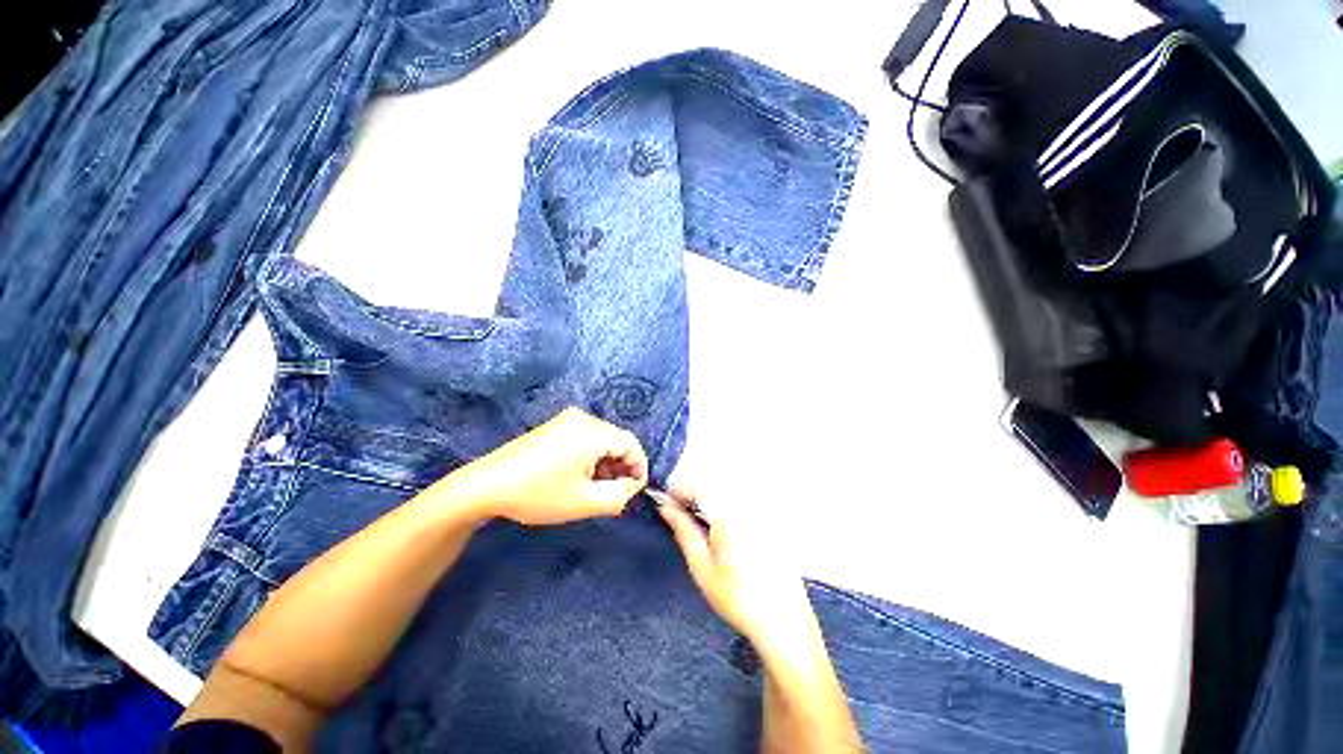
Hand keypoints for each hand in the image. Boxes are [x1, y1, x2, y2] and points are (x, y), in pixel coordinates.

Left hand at [439, 407, 648, 525]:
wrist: (485, 487)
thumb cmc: (538, 494)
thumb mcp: (585, 502)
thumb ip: (620, 496)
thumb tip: (633, 486)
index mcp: (592, 431)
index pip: (631, 444)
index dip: (639, 468)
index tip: (634, 492)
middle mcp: (583, 418)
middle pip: (617, 440)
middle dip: (622, 467)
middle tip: (615, 494)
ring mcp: (566, 420)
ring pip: (602, 441)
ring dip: (607, 464)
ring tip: (597, 489)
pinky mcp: (555, 426)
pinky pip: (586, 439)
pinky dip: (591, 458)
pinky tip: (581, 477)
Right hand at [658, 488, 819, 658]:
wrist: (782, 621)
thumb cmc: (737, 597)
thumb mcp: (701, 566)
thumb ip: (683, 530)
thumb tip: (665, 507)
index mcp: (730, 514)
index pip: (699, 486)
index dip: (679, 489)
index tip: (666, 501)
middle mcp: (749, 505)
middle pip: (714, 486)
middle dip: (694, 493)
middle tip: (679, 511)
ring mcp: (763, 511)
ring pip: (729, 492)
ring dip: (710, 499)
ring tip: (699, 521)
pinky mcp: (772, 519)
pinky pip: (744, 502)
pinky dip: (727, 506)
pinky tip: (723, 529)